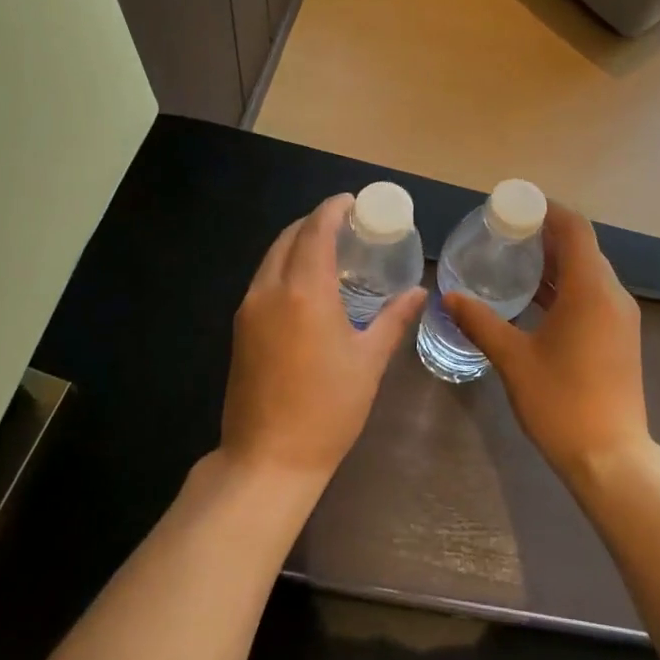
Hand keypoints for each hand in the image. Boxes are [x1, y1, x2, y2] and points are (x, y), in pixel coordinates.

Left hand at [220, 194, 425, 483]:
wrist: (268, 459)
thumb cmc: (328, 409)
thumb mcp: (369, 361)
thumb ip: (393, 319)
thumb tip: (419, 292)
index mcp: (304, 291)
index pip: (316, 231)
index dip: (333, 209)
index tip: (353, 201)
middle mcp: (270, 290)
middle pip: (288, 237)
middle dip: (315, 222)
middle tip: (346, 224)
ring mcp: (249, 310)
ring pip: (271, 258)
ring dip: (297, 244)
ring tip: (329, 250)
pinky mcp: (240, 329)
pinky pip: (263, 280)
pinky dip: (284, 267)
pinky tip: (307, 284)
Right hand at [444, 202, 651, 485]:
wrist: (612, 458)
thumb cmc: (561, 402)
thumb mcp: (514, 359)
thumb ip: (481, 323)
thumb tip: (450, 297)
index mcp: (590, 290)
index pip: (574, 229)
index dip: (547, 210)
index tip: (514, 206)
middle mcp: (612, 295)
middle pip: (582, 248)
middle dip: (545, 235)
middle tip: (504, 233)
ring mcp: (620, 318)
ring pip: (588, 273)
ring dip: (555, 262)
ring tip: (513, 260)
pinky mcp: (619, 337)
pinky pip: (592, 295)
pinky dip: (565, 287)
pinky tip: (534, 299)